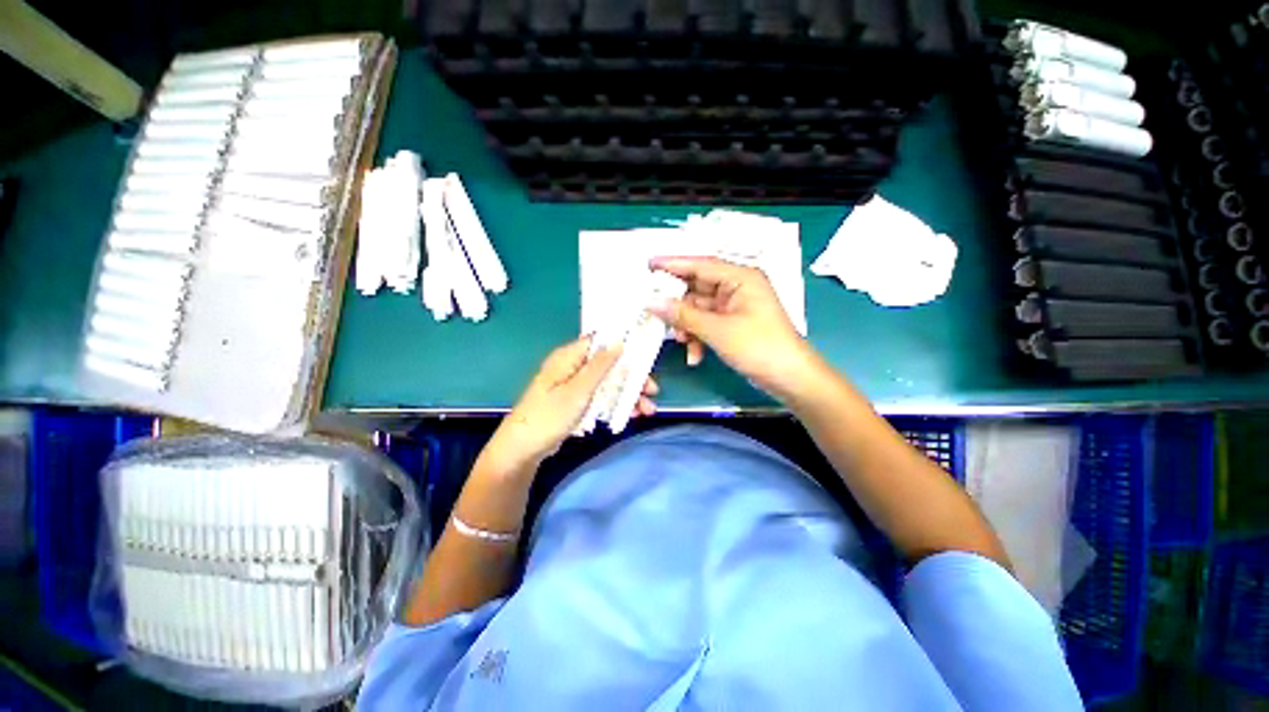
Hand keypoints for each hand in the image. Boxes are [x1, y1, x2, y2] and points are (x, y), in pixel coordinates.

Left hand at [485, 336, 658, 468]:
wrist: (523, 449)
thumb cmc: (549, 415)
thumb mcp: (578, 390)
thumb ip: (600, 366)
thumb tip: (620, 343)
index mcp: (569, 357)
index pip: (601, 342)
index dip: (625, 345)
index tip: (646, 356)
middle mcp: (573, 367)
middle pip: (609, 365)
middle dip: (632, 378)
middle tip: (652, 391)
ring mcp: (575, 385)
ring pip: (608, 383)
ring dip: (627, 394)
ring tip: (647, 410)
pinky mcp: (576, 401)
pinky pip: (600, 397)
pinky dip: (615, 404)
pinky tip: (631, 415)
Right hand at [648, 256, 821, 401]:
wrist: (790, 379)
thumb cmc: (760, 347)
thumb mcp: (718, 330)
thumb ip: (683, 315)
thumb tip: (652, 302)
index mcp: (740, 278)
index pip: (700, 265)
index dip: (673, 264)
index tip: (648, 265)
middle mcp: (736, 288)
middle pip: (696, 288)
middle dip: (678, 306)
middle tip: (654, 312)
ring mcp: (734, 307)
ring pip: (698, 310)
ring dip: (687, 326)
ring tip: (680, 341)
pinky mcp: (732, 324)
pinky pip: (706, 324)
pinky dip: (697, 338)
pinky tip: (695, 355)